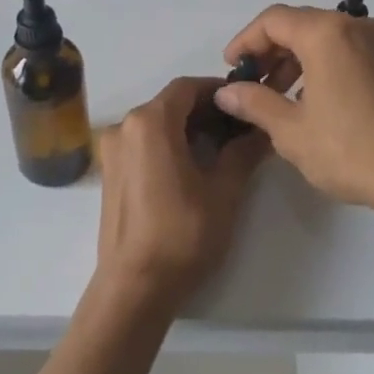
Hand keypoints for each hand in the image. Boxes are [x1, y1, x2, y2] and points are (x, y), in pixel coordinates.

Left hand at [95, 77, 269, 313]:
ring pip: (156, 124)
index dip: (219, 91)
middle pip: (170, 103)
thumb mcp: (224, 191)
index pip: (188, 87)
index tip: (245, 104)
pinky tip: (193, 165)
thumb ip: (243, 152)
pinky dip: (168, 143)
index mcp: (149, 123)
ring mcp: (112, 150)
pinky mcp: (110, 172)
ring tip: (222, 148)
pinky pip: (143, 143)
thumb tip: (263, 131)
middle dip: (206, 110)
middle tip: (240, 128)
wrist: (135, 286)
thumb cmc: (182, 234)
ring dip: (188, 127)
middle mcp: (124, 127)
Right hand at [214, 5, 373, 221]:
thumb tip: (226, 92)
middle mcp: (354, 27)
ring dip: (294, 59)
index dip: (245, 41)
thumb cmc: (350, 149)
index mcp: (326, 34)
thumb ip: (254, 103)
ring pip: (323, 37)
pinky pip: (345, 50)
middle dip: (269, 51)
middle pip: (299, 24)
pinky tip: (309, 100)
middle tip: (250, 84)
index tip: (231, 68)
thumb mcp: (291, 130)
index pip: (273, 20)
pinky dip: (320, 65)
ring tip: (276, 96)